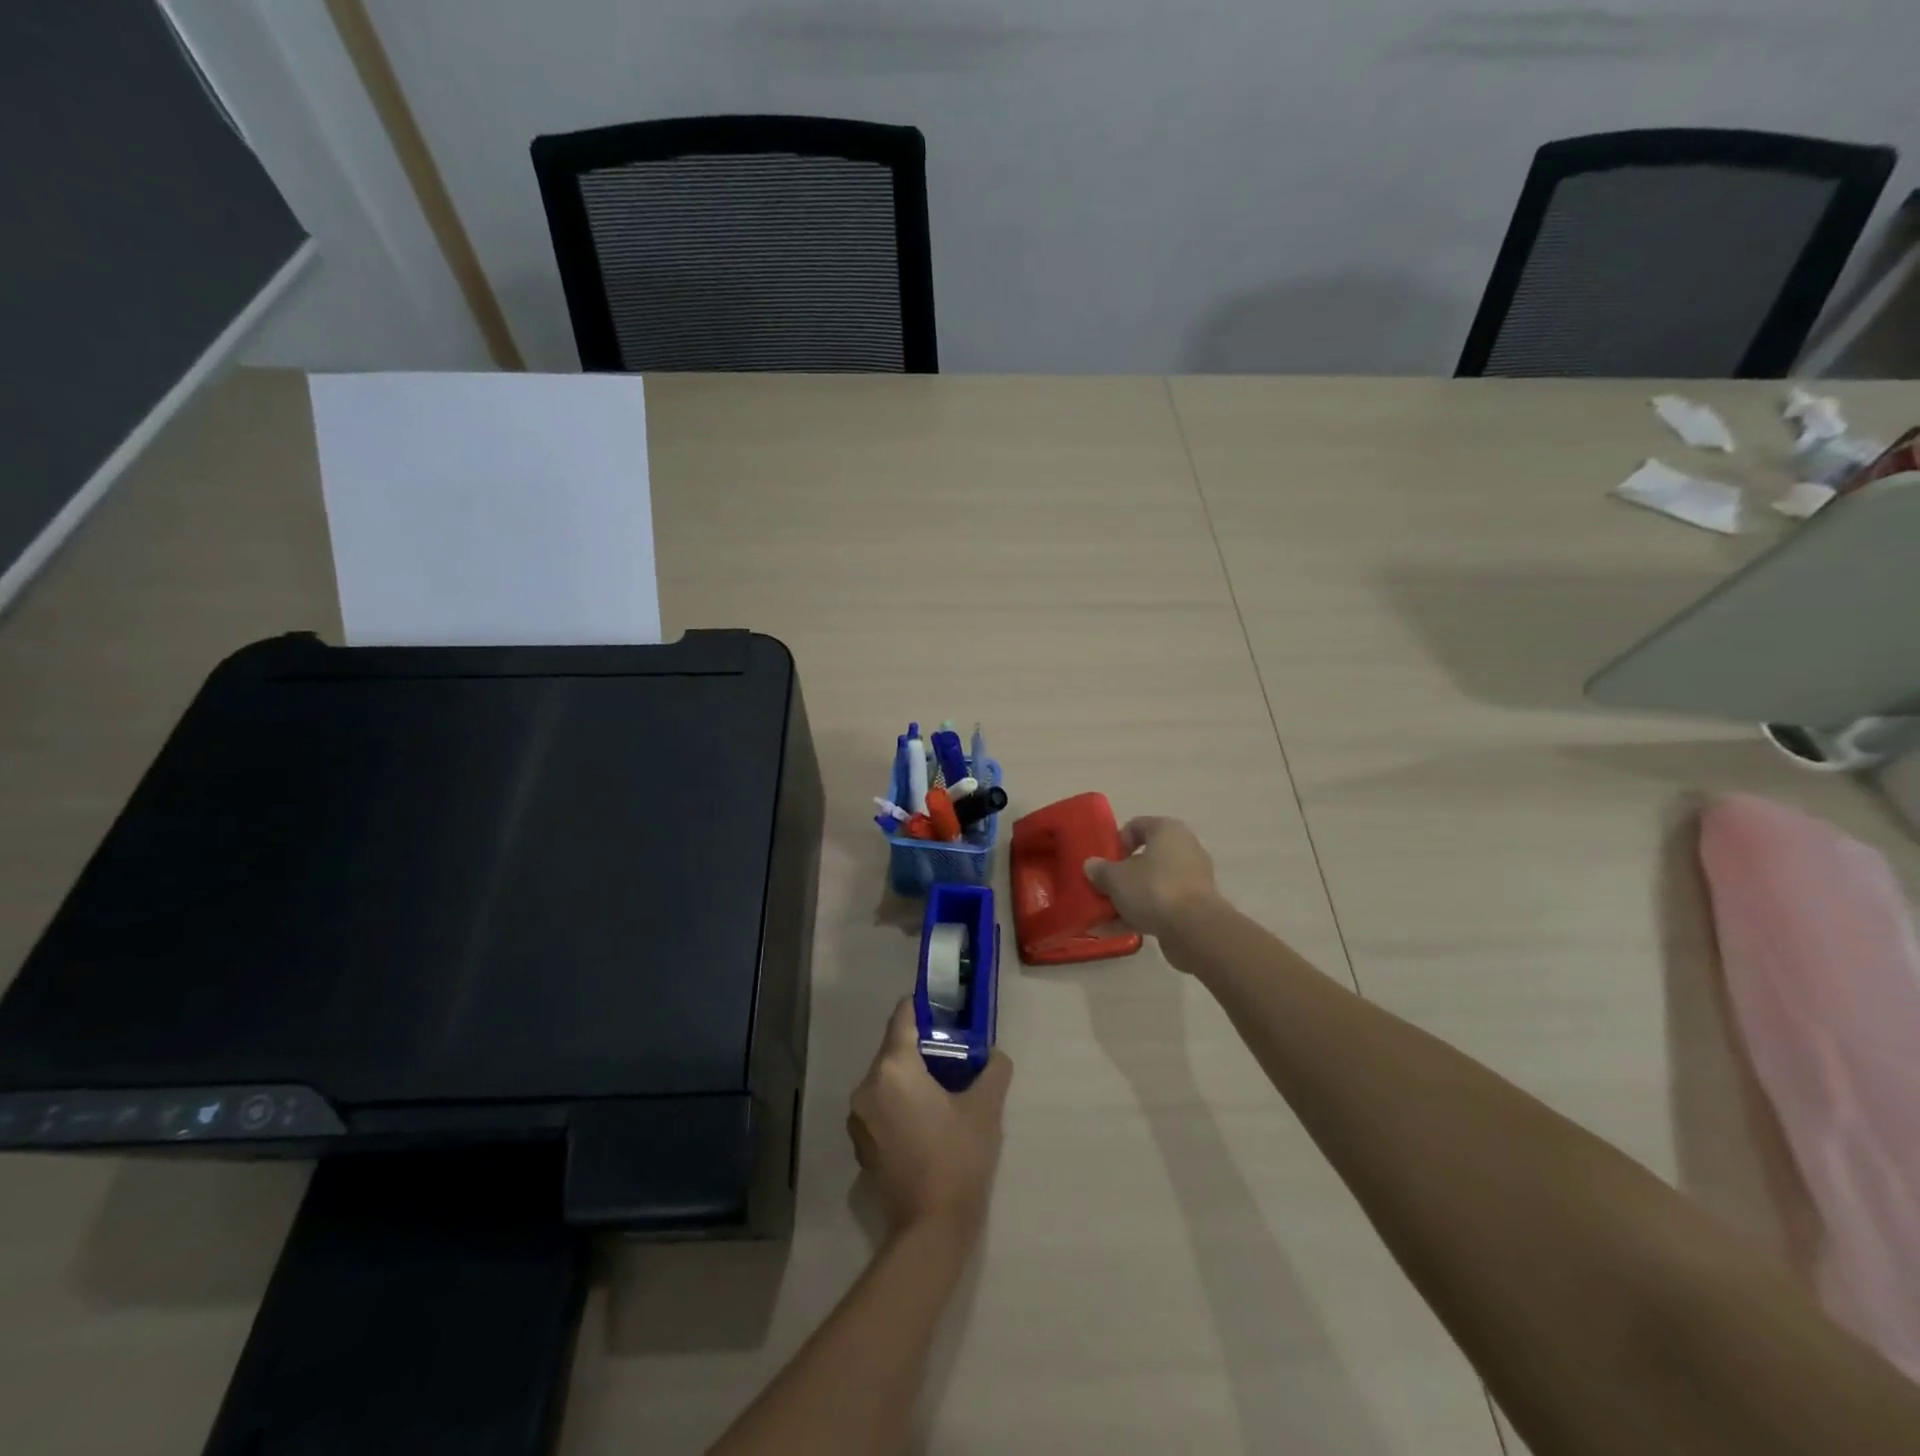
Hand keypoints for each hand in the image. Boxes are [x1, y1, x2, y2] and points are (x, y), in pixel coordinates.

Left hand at [848, 1000, 1012, 1242]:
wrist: (930, 1228)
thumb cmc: (958, 1158)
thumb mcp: (985, 1108)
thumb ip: (992, 1070)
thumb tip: (994, 1055)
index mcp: (894, 1068)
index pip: (902, 1019)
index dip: (921, 1007)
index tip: (940, 1008)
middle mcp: (867, 1086)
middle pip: (893, 1050)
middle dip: (920, 1047)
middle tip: (952, 1053)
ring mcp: (859, 1117)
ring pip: (885, 1078)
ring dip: (908, 1077)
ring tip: (940, 1089)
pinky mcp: (860, 1142)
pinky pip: (879, 1105)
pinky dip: (898, 1102)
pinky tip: (924, 1120)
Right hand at [1083, 815, 1221, 945]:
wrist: (1194, 929)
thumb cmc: (1153, 889)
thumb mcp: (1116, 877)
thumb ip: (1101, 870)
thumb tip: (1091, 865)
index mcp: (1167, 831)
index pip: (1136, 826)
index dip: (1116, 842)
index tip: (1103, 861)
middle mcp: (1184, 850)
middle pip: (1144, 859)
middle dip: (1121, 875)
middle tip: (1102, 888)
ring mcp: (1191, 880)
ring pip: (1151, 885)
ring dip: (1128, 899)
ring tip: (1103, 916)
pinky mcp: (1194, 907)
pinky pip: (1160, 906)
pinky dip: (1140, 915)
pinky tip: (1116, 930)